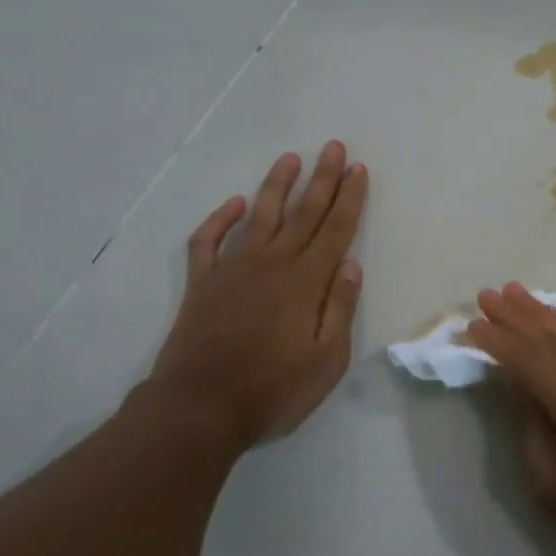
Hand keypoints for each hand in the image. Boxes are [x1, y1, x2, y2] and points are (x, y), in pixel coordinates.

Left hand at [146, 143, 367, 452]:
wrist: (198, 409)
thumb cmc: (272, 390)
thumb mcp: (326, 361)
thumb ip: (340, 309)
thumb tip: (351, 265)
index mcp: (305, 282)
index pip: (335, 229)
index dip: (349, 198)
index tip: (358, 169)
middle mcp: (271, 264)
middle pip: (303, 213)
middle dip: (322, 179)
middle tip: (334, 147)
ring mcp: (232, 270)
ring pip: (259, 216)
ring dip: (277, 185)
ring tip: (291, 158)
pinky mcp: (201, 283)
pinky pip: (209, 240)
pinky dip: (221, 218)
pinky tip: (235, 204)